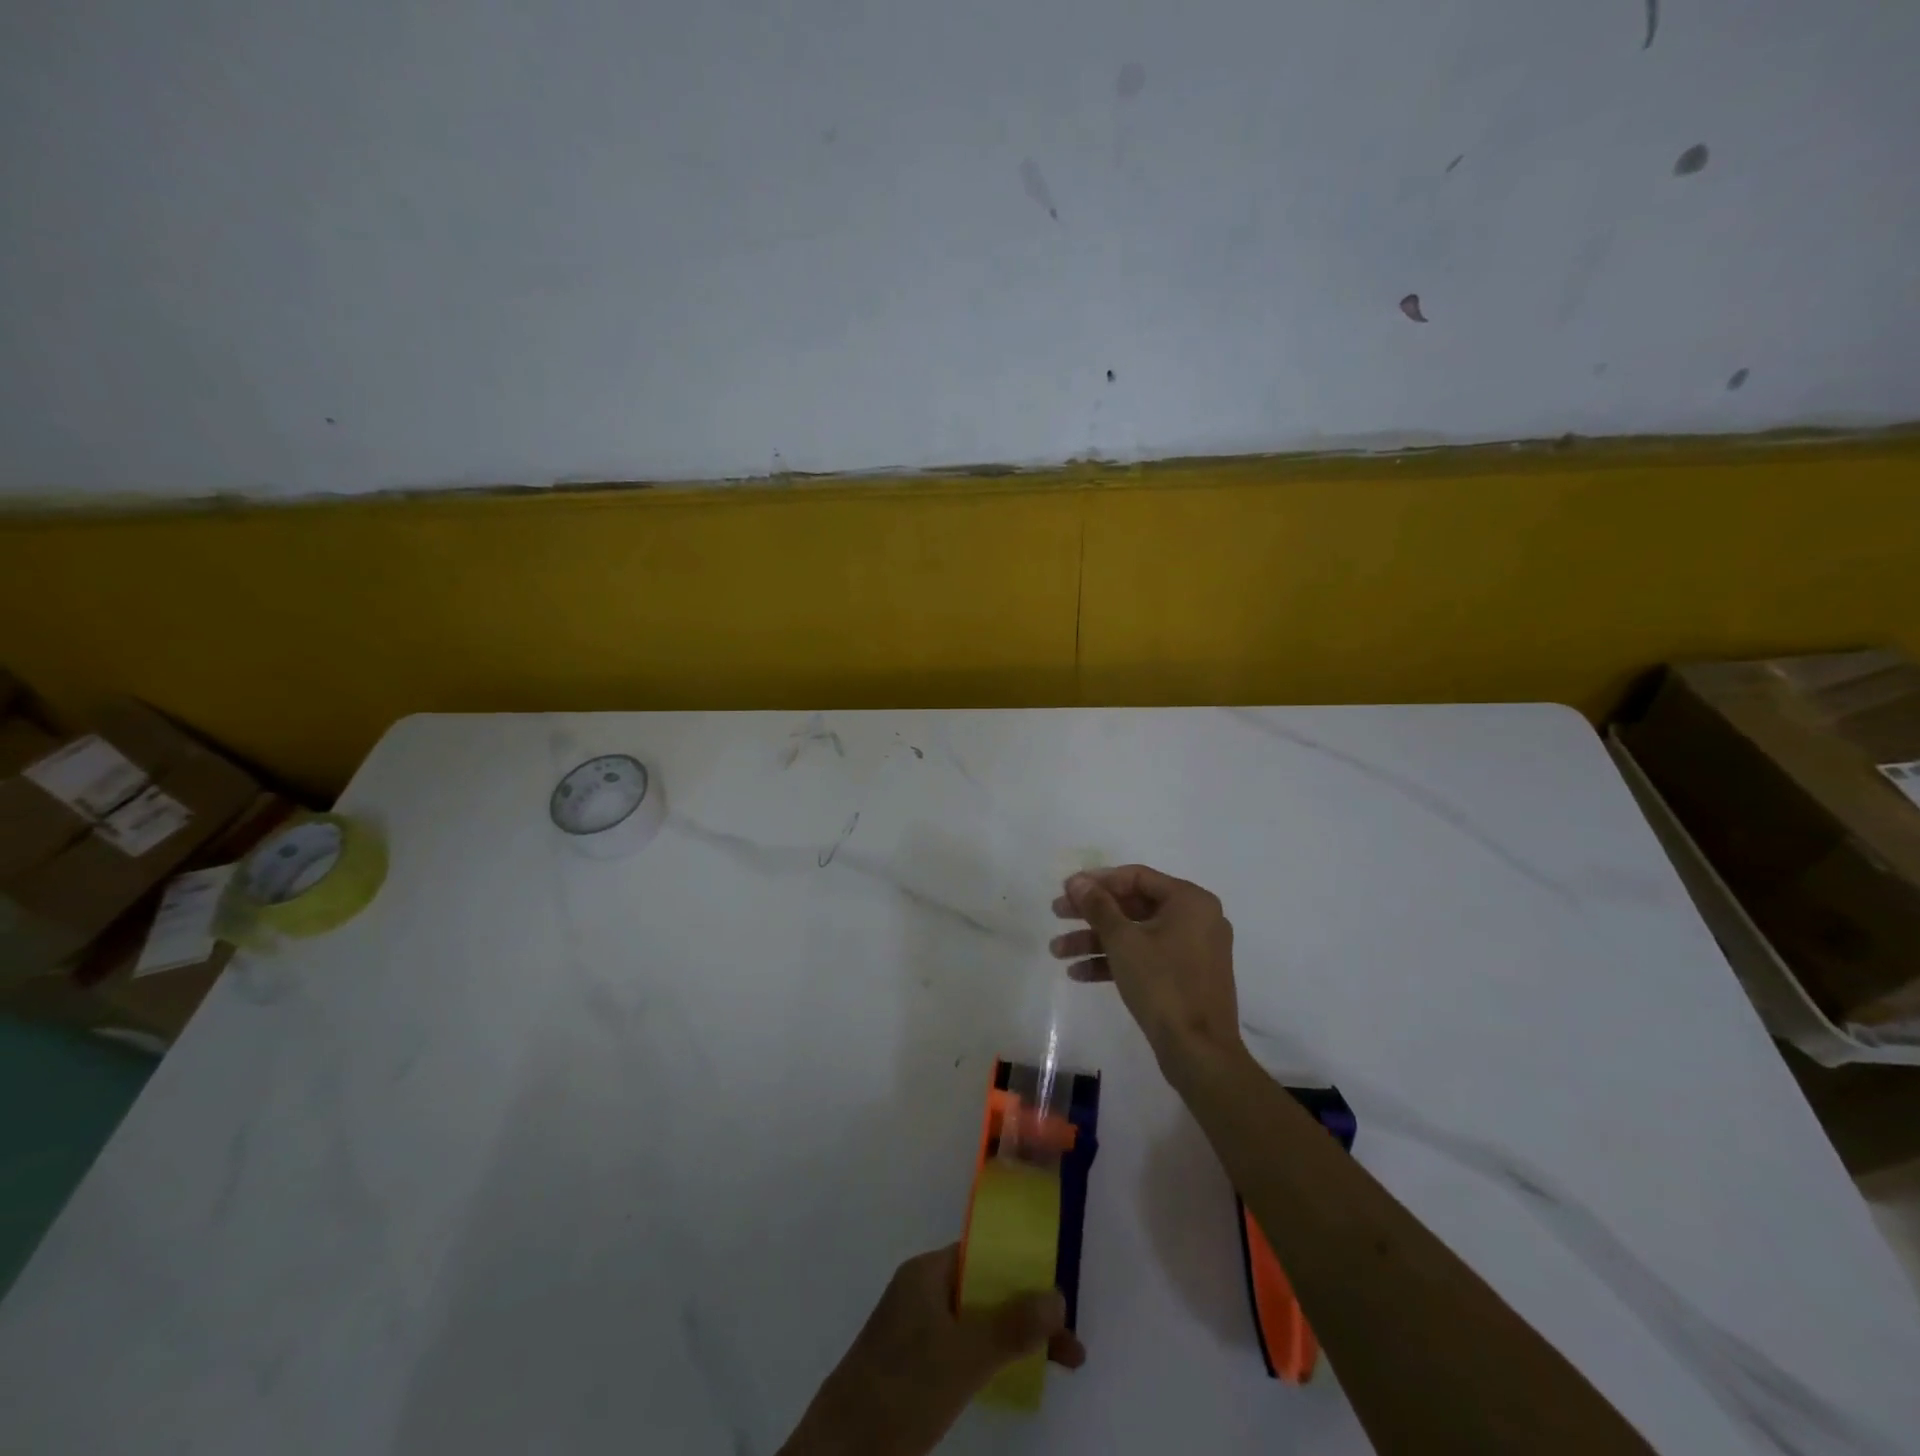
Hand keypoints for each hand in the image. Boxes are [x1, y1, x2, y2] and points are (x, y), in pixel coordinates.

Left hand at [778, 1244, 1084, 1455]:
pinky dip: (991, 1359)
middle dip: (1027, 1311)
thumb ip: (1011, 1325)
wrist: (838, 1454)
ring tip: (1058, 1365)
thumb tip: (1058, 1294)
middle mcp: (920, 1292)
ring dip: (1014, 1338)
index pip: (981, 1254)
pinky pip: (962, 1350)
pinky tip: (1015, 1379)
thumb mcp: (963, 1356)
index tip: (1059, 1294)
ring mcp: (914, 1331)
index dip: (1021, 1268)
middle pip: (984, 1290)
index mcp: (926, 1273)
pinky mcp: (912, 1369)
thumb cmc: (901, 1388)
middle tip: (1070, 1347)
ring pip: (976, 1323)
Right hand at [1050, 865, 1242, 1075]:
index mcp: (1190, 901)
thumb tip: (1076, 881)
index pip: (1136, 877)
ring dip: (1095, 940)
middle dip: (1091, 913)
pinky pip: (1146, 957)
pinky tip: (1079, 973)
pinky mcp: (1186, 977)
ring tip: (1057, 951)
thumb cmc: (1162, 984)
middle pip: (1133, 905)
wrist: (1199, 1051)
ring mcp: (1193, 949)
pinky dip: (1115, 961)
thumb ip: (1098, 905)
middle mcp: (1196, 918)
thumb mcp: (1123, 940)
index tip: (1066, 889)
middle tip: (1057, 915)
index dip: (1097, 881)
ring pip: (1136, 934)